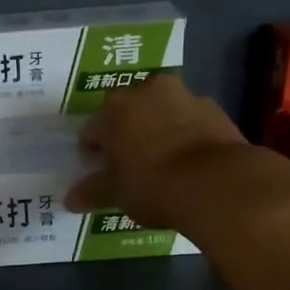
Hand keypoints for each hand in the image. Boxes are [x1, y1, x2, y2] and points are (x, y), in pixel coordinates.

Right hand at [66, 75, 252, 227]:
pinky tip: (188, 163)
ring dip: (159, 130)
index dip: (95, 152)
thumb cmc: (153, 183)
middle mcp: (148, 90)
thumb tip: (71, 200)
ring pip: (162, 113)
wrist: (218, 184)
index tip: (101, 171)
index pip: (94, 129)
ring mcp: (185, 96)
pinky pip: (191, 122)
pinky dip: (187, 136)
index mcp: (115, 106)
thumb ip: (93, 191)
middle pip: (129, 112)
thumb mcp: (116, 193)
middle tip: (130, 165)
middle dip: (128, 134)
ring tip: (163, 164)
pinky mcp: (217, 110)